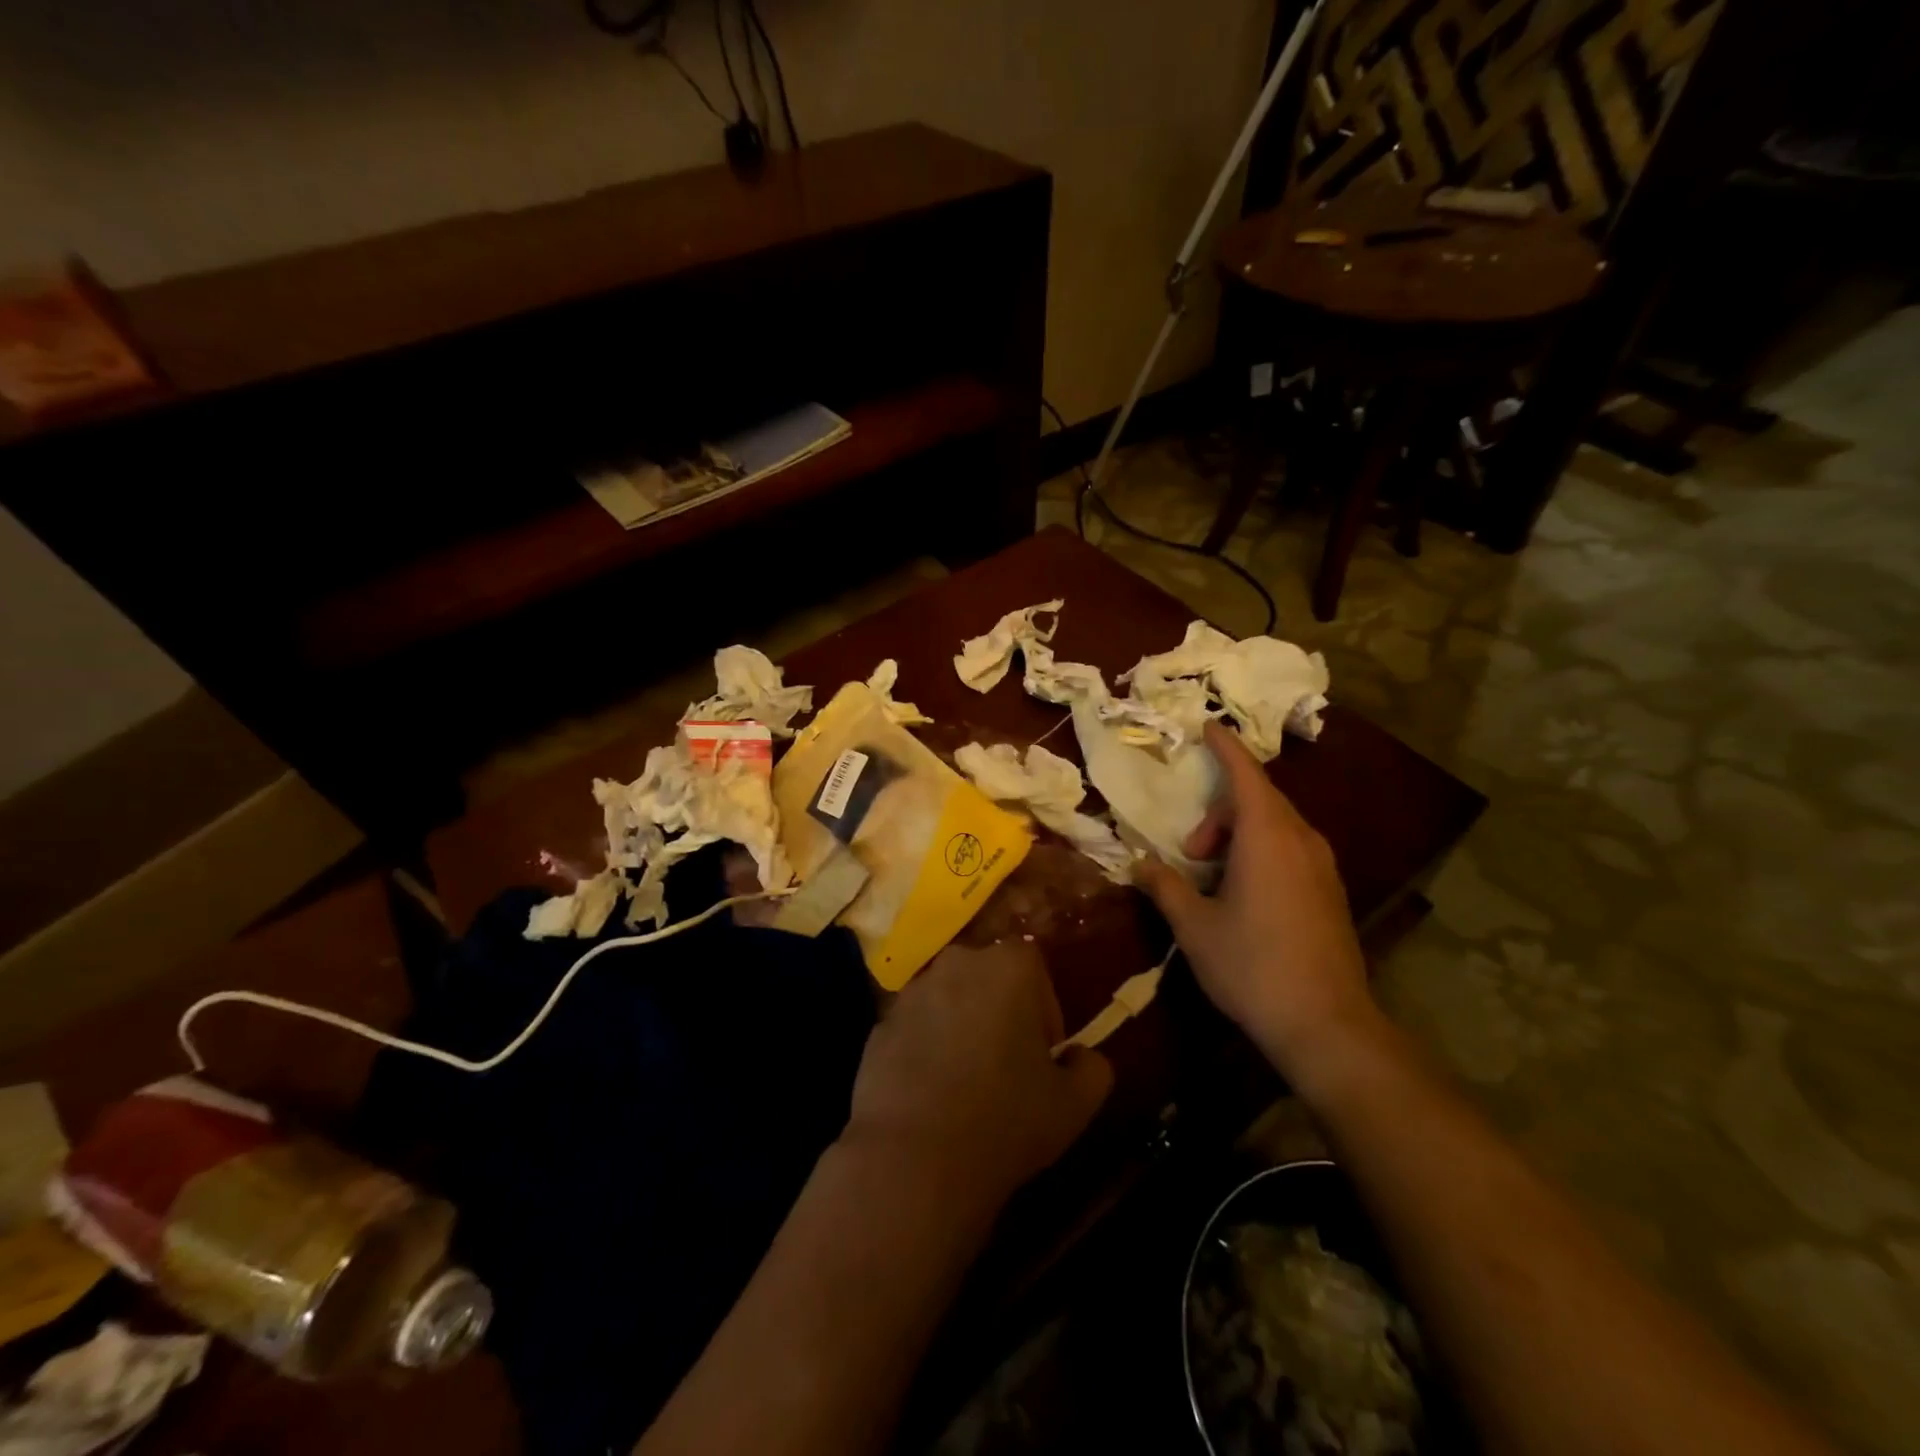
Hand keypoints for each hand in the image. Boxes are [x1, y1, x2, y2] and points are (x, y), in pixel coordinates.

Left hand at [843, 944, 1112, 1212]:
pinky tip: (931, 1095)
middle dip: (1002, 1013)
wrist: (913, 1158)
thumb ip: (1092, 1067)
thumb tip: (1081, 1057)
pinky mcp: (881, 1023)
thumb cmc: (1005, 1120)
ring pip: (951, 1001)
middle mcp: (957, 963)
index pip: (1035, 969)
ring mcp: (912, 991)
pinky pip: (917, 1027)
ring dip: (962, 1027)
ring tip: (966, 1085)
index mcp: (1008, 966)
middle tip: (1008, 1068)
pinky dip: (927, 1048)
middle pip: (989, 979)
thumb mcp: (1074, 1104)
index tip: (1042, 1056)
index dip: (1044, 1011)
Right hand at [1137, 722, 1379, 1081]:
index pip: (1245, 774)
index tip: (1207, 726)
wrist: (1326, 1024)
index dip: (1224, 747)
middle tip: (1191, 850)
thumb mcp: (1194, 926)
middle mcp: (1301, 840)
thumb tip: (1138, 865)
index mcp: (1267, 836)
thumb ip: (1163, 887)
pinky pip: (1292, 849)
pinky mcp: (1332, 892)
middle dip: (1220, 810)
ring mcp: (1323, 866)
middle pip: (1260, 799)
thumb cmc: (1251, 965)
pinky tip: (1244, 893)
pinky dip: (1262, 851)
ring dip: (1240, 834)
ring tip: (1212, 876)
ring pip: (1277, 825)